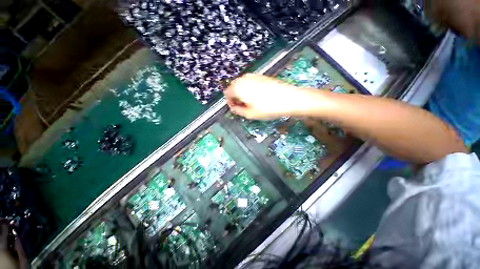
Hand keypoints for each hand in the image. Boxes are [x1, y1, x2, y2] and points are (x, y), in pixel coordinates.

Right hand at [224, 73, 309, 119]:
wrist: (289, 98)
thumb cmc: (268, 108)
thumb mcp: (250, 114)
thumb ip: (238, 111)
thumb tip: (233, 108)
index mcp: (239, 87)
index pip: (227, 93)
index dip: (229, 102)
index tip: (235, 109)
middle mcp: (244, 78)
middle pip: (233, 87)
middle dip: (235, 97)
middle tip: (242, 107)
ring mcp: (254, 76)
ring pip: (242, 84)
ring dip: (242, 93)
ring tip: (250, 102)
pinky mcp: (262, 76)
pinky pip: (250, 82)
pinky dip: (249, 89)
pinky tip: (257, 96)